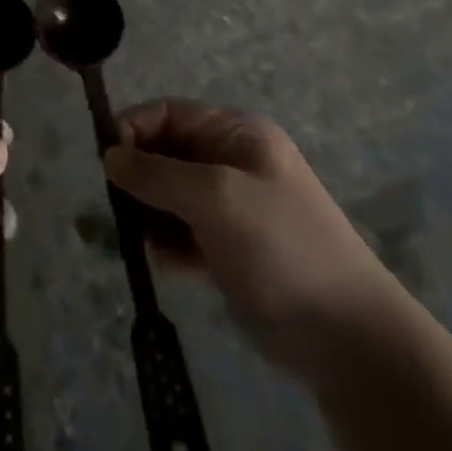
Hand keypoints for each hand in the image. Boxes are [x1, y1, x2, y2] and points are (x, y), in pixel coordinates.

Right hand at [104, 99, 404, 378]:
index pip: (170, 114)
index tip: (106, 162)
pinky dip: (166, 242)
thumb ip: (157, 174)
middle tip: (119, 208)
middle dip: (138, 177)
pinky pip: (180, 231)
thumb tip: (109, 156)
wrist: (346, 337)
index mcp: (237, 135)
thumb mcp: (216, 198)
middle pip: (165, 153)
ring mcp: (230, 207)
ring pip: (168, 195)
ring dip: (148, 213)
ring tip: (142, 239)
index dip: (134, 129)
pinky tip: (165, 262)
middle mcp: (231, 162)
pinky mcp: (226, 248)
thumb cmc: (281, 247)